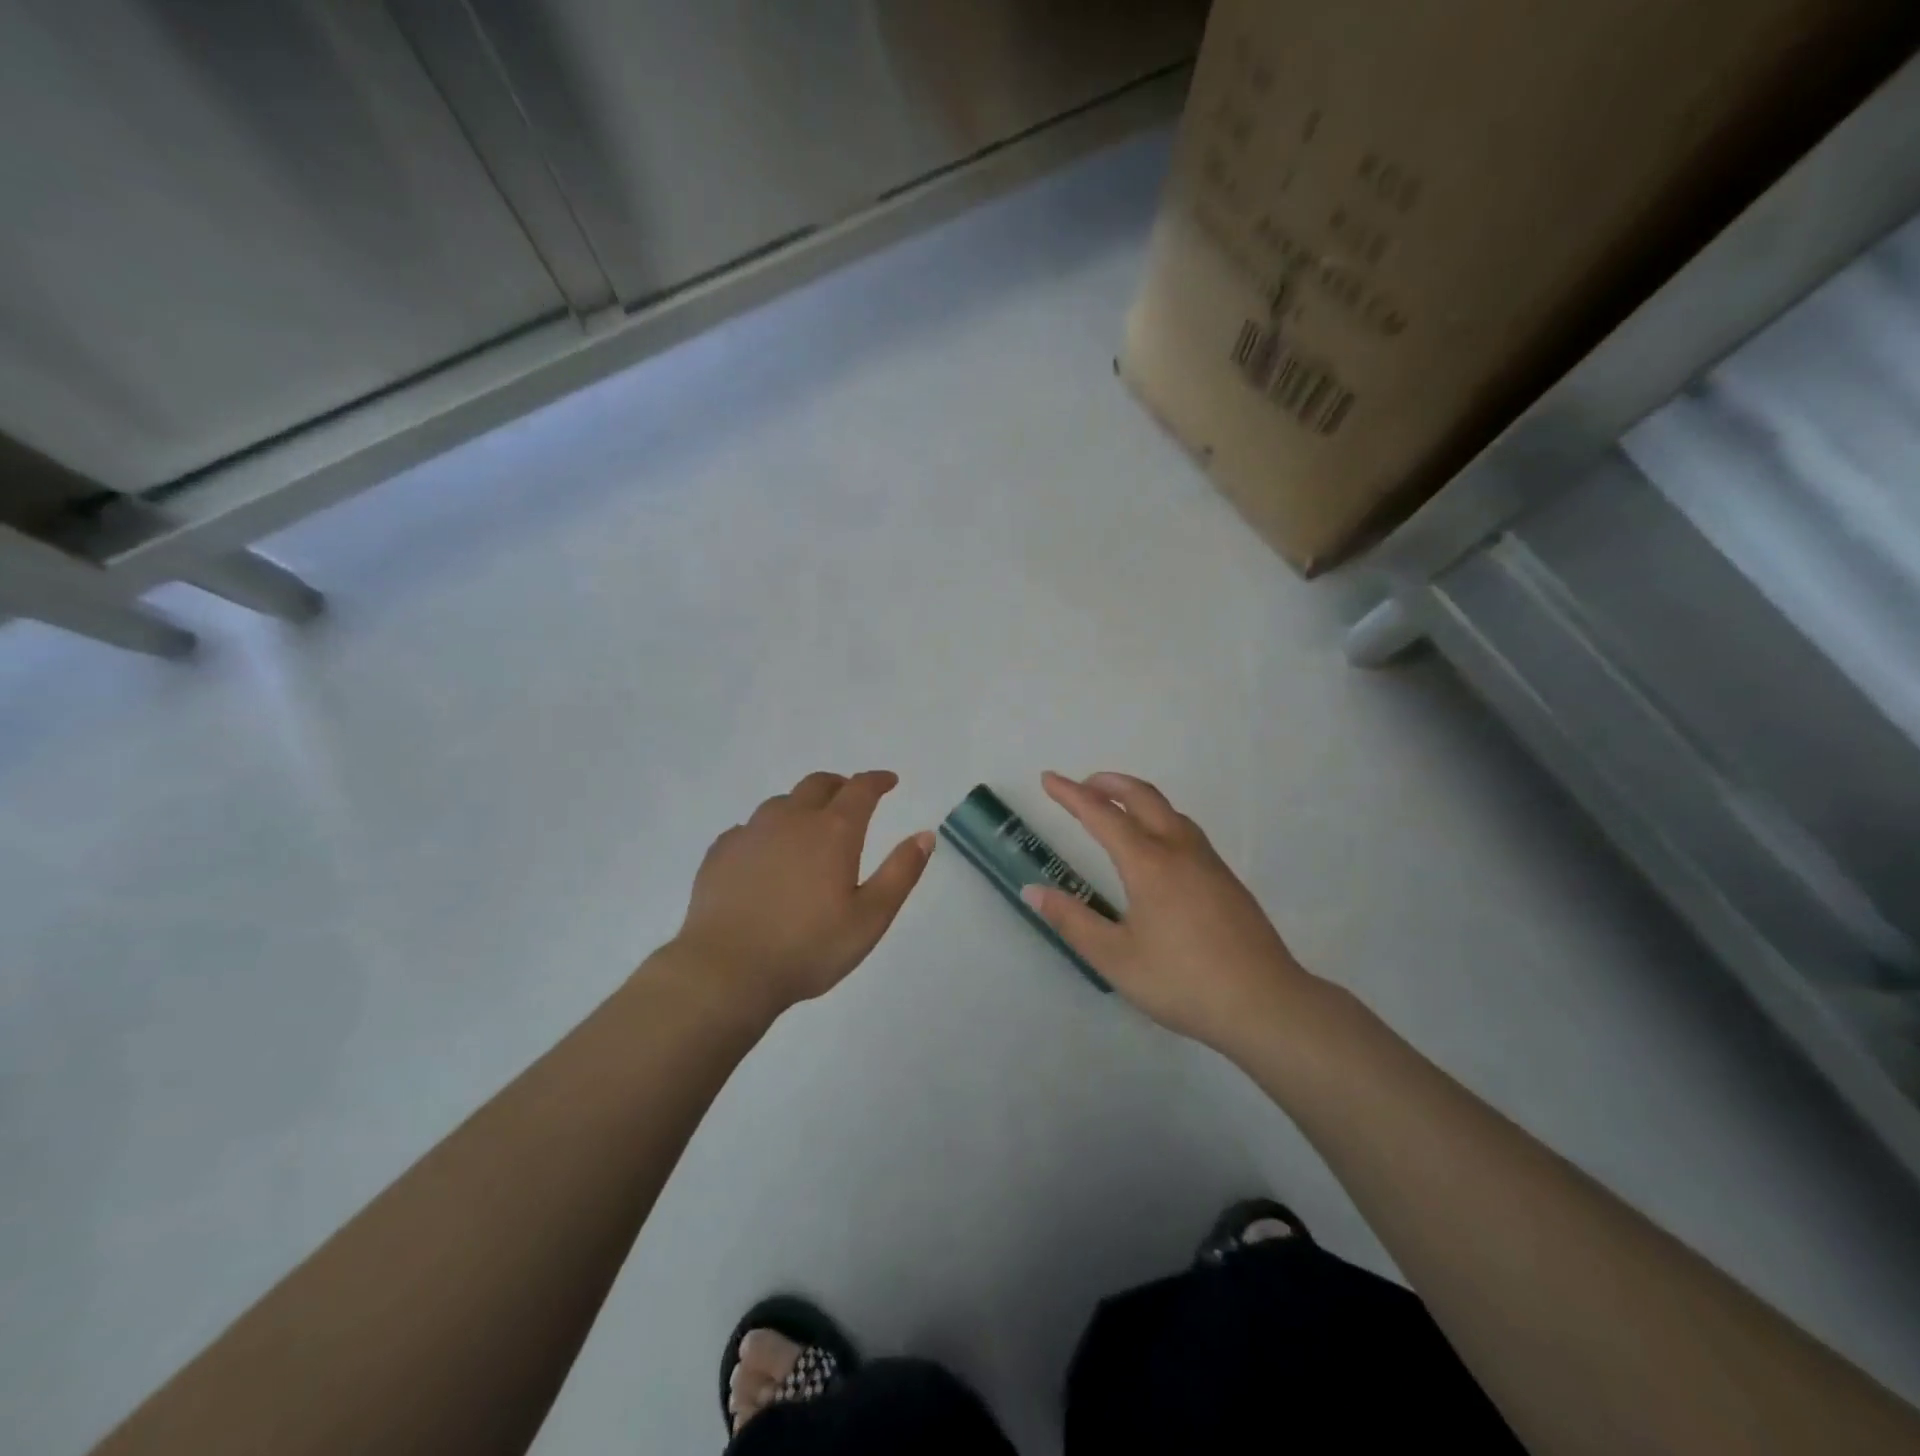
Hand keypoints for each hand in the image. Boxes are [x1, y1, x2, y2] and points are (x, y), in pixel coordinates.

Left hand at [674, 770, 933, 1013]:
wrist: (725, 971)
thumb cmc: (808, 948)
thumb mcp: (870, 918)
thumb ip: (901, 873)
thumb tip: (925, 834)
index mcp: (833, 831)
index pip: (860, 789)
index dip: (877, 781)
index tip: (889, 781)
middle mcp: (792, 819)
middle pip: (818, 784)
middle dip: (840, 785)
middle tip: (851, 798)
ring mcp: (751, 832)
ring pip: (781, 803)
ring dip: (802, 806)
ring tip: (809, 827)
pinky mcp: (721, 852)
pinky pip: (749, 828)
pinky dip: (767, 831)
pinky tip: (765, 854)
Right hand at [1022, 771, 1319, 1055]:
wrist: (1265, 1003)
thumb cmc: (1182, 982)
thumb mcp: (1115, 958)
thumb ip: (1072, 921)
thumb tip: (1034, 891)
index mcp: (1149, 864)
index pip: (1102, 815)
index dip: (1071, 794)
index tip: (1049, 779)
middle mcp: (1179, 850)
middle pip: (1142, 797)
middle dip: (1108, 783)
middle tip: (1082, 785)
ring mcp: (1208, 862)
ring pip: (1169, 810)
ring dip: (1136, 798)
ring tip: (1115, 808)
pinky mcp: (1226, 879)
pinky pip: (1185, 830)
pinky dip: (1159, 818)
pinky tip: (1156, 846)